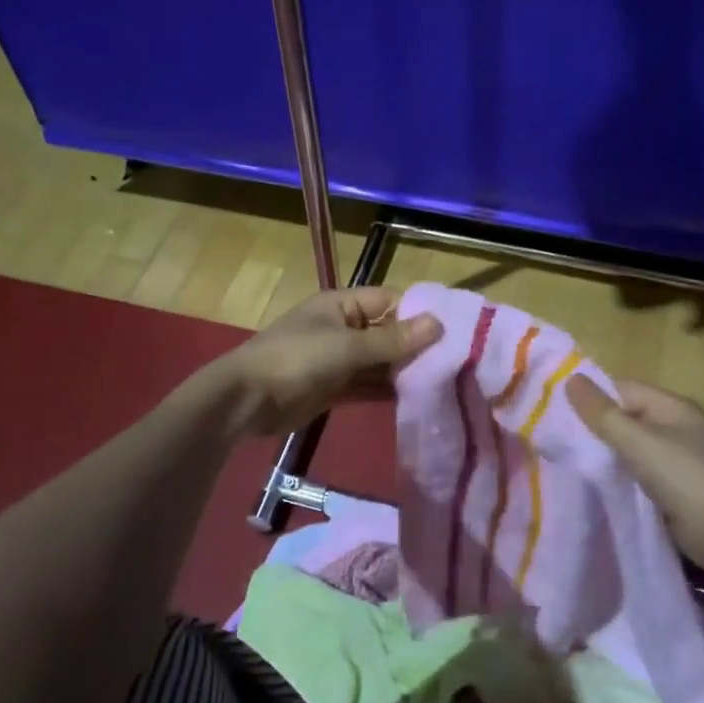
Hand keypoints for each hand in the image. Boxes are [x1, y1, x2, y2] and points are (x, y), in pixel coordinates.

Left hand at [217, 288, 442, 437]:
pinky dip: (386, 390)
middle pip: (387, 332)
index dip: (419, 314)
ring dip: (403, 371)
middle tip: (456, 362)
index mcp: (342, 304)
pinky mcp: (333, 387)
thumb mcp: (347, 347)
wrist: (247, 400)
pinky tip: (415, 399)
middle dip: (415, 346)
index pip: (390, 301)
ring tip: (443, 382)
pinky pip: (367, 384)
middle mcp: (342, 327)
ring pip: (379, 361)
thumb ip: (392, 339)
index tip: (455, 330)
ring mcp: (337, 358)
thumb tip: (438, 324)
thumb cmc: (296, 360)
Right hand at [567, 376, 703, 575]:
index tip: (556, 410)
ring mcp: (675, 458)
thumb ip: (602, 413)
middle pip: (625, 417)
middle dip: (594, 426)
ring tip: (566, 458)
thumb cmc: (685, 478)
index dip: (592, 397)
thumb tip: (570, 378)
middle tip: (555, 436)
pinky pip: (635, 471)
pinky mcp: (671, 486)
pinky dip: (616, 474)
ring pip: (628, 446)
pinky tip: (592, 481)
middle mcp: (675, 426)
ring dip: (603, 452)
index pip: (623, 389)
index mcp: (673, 406)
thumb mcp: (638, 442)